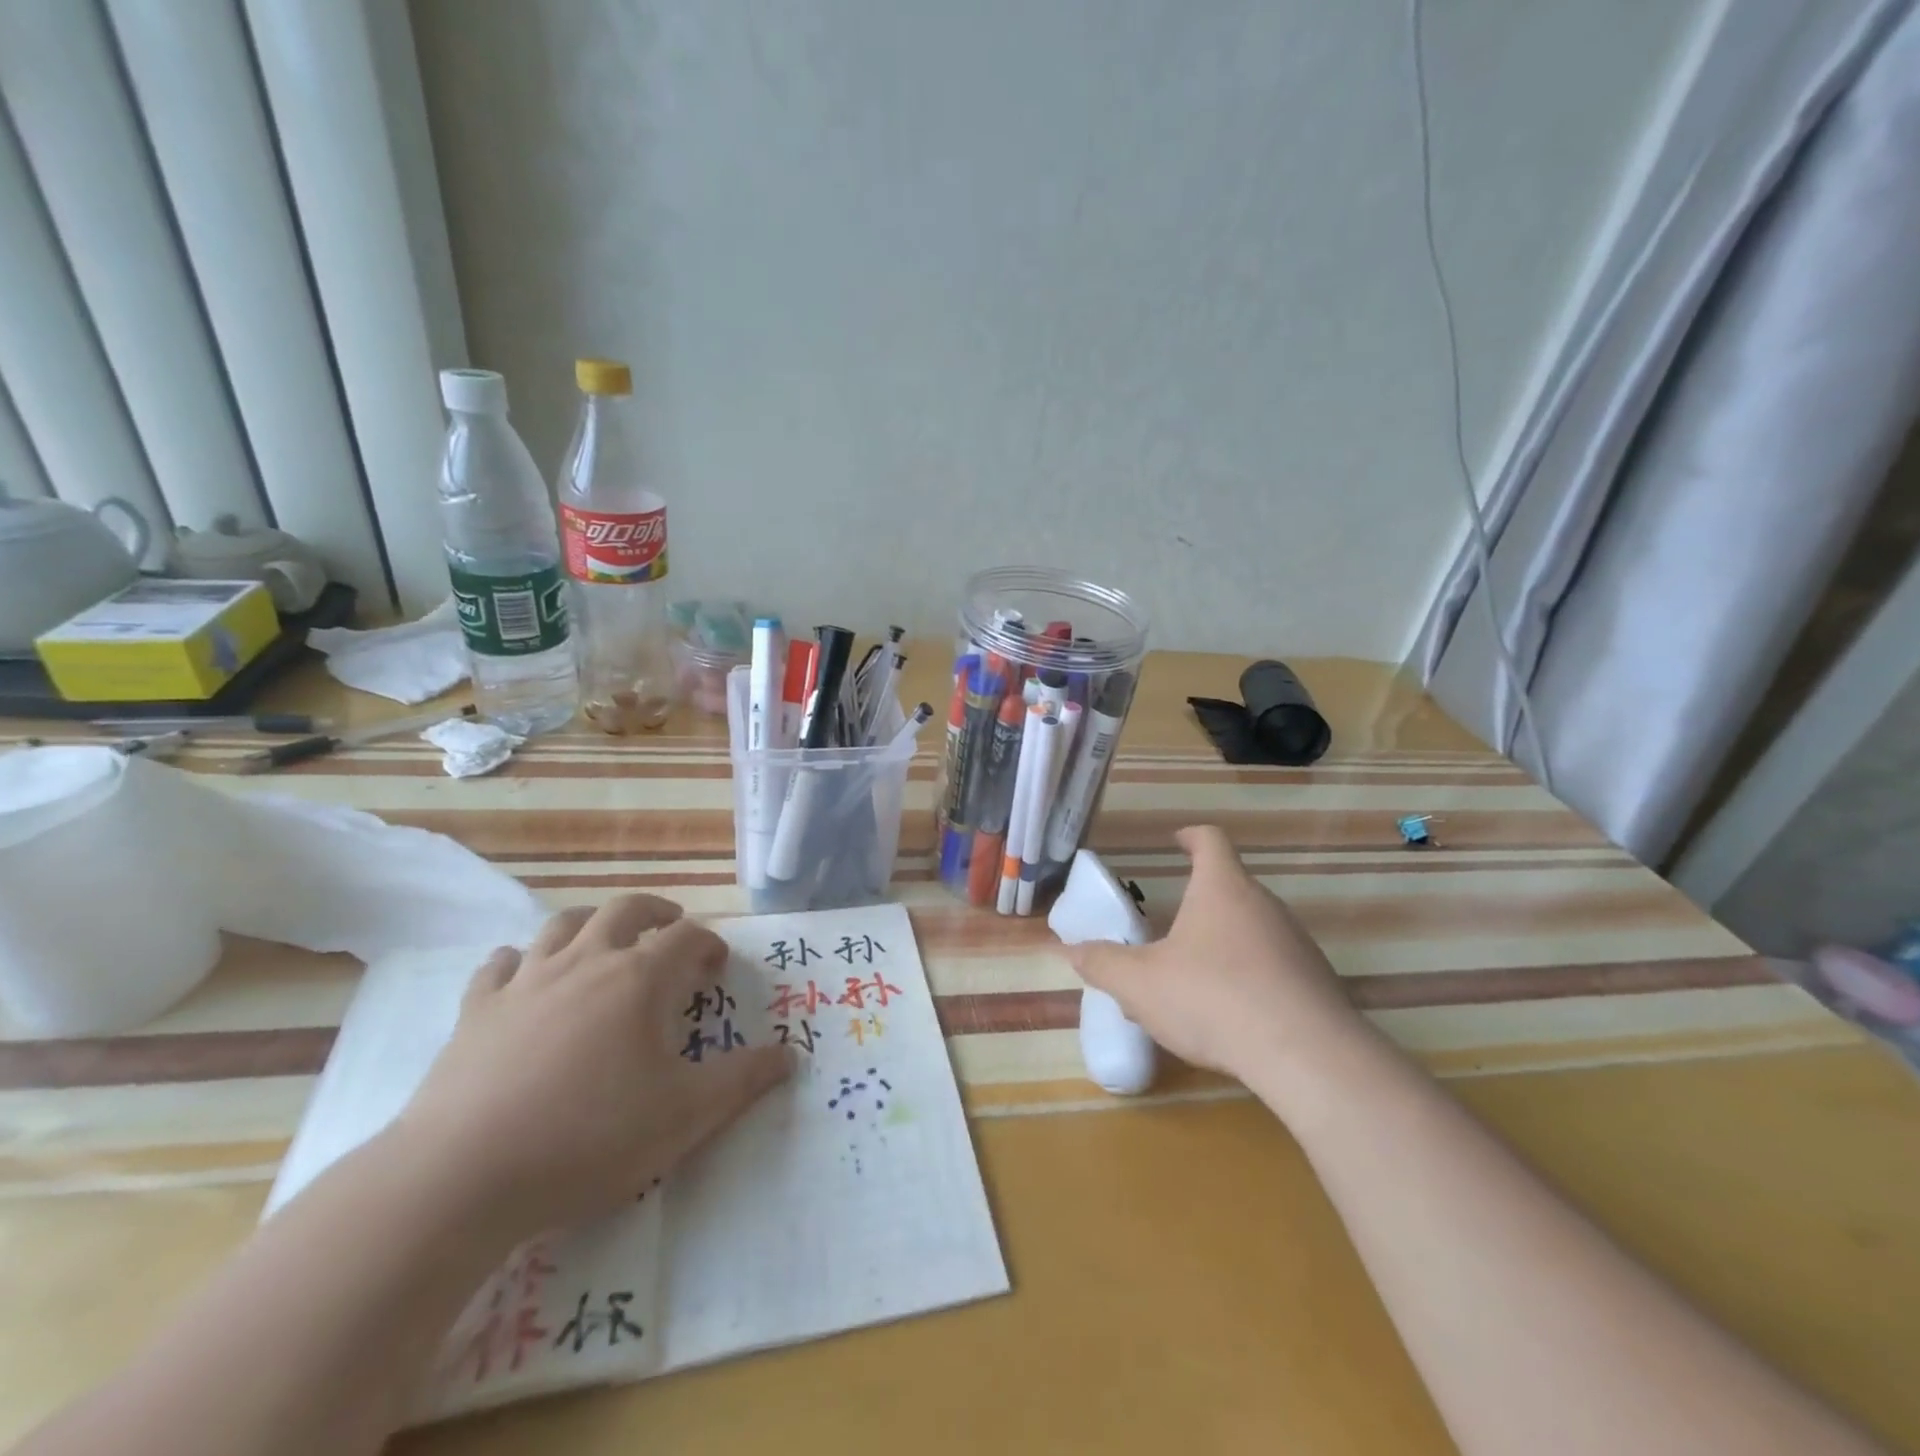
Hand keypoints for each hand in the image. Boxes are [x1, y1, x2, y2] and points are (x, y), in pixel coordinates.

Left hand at [396, 895, 789, 1240]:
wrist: (461, 1177)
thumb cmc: (588, 1138)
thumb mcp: (685, 1116)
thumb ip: (742, 1080)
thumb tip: (789, 1054)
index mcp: (639, 980)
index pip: (686, 936)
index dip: (708, 943)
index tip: (717, 966)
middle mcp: (585, 962)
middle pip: (625, 910)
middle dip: (655, 912)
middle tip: (669, 930)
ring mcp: (526, 982)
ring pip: (562, 926)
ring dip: (591, 924)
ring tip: (604, 943)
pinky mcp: (476, 1011)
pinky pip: (500, 965)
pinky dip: (521, 961)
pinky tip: (526, 978)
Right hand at [1066, 826, 1368, 1088]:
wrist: (1309, 1058)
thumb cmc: (1213, 999)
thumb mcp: (1140, 984)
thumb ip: (1102, 964)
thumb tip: (1073, 951)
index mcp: (1222, 889)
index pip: (1210, 840)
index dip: (1190, 836)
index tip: (1176, 840)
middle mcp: (1264, 905)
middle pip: (1229, 888)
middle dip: (1196, 905)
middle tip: (1165, 934)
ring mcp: (1297, 943)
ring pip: (1250, 930)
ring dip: (1221, 945)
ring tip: (1192, 984)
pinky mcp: (1317, 982)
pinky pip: (1273, 966)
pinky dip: (1248, 977)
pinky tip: (1230, 1017)